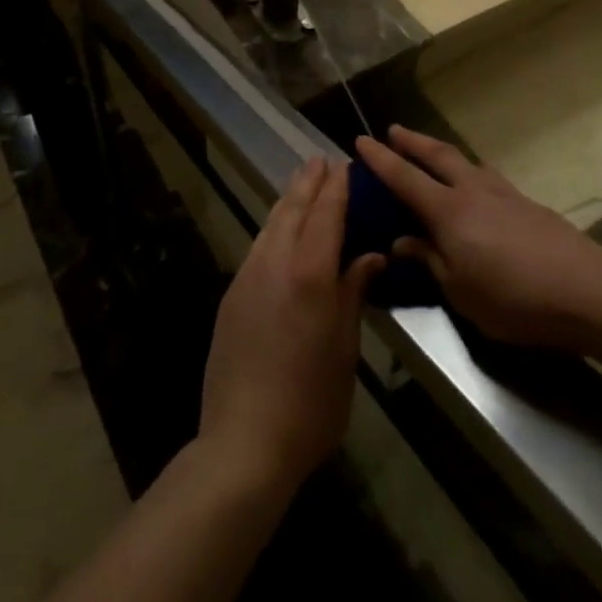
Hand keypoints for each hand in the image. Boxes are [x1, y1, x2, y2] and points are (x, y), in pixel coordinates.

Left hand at [197, 157, 383, 492]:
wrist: (244, 441)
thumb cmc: (311, 401)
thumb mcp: (345, 349)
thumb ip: (353, 293)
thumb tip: (368, 257)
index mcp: (310, 271)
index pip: (326, 213)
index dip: (337, 186)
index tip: (346, 164)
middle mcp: (275, 261)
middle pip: (293, 207)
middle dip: (309, 181)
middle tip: (321, 160)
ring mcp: (248, 275)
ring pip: (271, 222)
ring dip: (288, 199)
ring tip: (302, 184)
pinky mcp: (232, 294)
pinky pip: (258, 245)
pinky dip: (274, 226)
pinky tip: (280, 230)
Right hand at [356, 126, 601, 349]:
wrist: (585, 289)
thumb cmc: (513, 297)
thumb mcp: (461, 291)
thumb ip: (430, 261)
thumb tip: (403, 241)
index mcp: (448, 211)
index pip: (404, 178)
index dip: (380, 159)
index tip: (360, 140)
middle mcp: (472, 190)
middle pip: (436, 155)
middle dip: (412, 142)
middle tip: (394, 130)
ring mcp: (503, 193)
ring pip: (464, 161)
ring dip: (442, 153)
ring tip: (433, 154)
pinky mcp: (527, 203)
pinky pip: (486, 177)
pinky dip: (469, 172)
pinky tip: (475, 187)